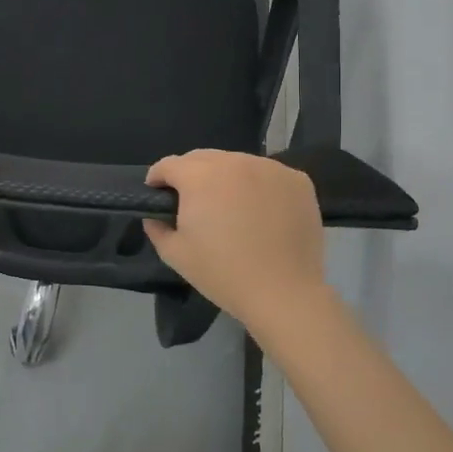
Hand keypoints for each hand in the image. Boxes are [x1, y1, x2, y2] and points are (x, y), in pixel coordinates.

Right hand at [143, 150, 336, 340]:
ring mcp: (270, 168)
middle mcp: (235, 162)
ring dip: (226, 177)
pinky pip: (268, 174)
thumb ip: (157, 228)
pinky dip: (258, 185)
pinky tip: (260, 210)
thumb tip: (154, 215)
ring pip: (237, 163)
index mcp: (200, 176)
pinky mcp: (297, 180)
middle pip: (203, 157)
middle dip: (190, 174)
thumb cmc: (224, 274)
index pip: (169, 164)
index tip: (157, 194)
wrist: (284, 294)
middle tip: (192, 201)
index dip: (158, 178)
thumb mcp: (176, 255)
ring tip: (229, 205)